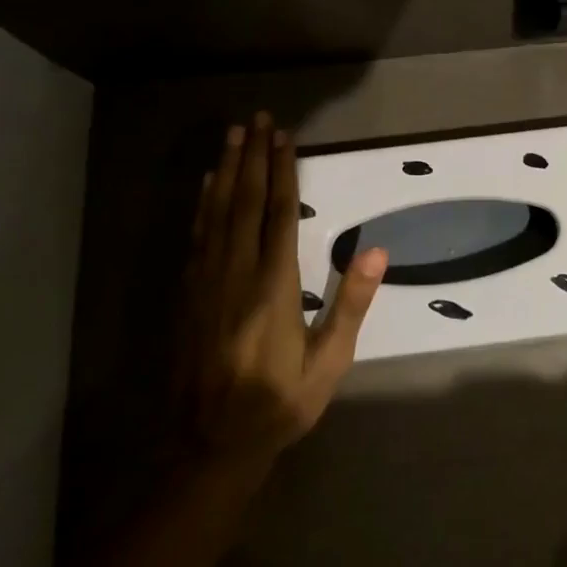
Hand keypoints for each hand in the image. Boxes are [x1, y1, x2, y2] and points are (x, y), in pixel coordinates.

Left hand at [180, 114, 387, 473]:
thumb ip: (350, 306)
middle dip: (252, 158)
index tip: (285, 138)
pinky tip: (207, 185)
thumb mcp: (328, 364)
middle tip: (256, 119)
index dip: (282, 173)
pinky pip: (197, 237)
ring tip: (233, 135)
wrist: (210, 447)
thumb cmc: (279, 404)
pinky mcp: (189, 295)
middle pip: (244, 203)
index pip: (279, 216)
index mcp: (273, 288)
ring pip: (217, 214)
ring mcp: (206, 283)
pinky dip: (203, 205)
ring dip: (226, 170)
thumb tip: (377, 251)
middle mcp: (236, 275)